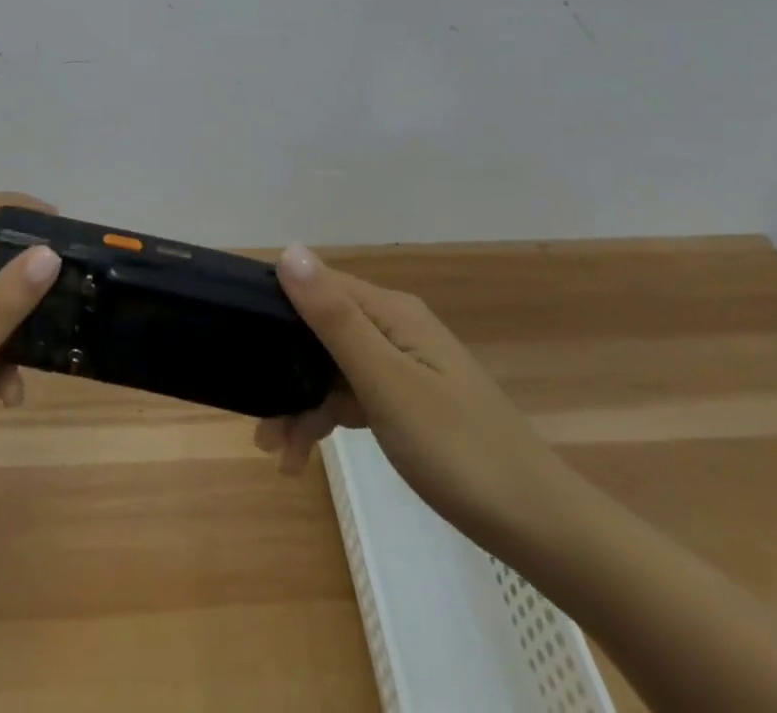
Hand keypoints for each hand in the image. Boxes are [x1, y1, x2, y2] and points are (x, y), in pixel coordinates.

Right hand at [256, 245, 573, 544]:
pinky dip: (327, 419)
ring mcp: (404, 366)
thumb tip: (290, 249)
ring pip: (333, 368)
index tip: (236, 330)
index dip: (277, 300)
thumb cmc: (457, 448)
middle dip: (284, 366)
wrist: (540, 528)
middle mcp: (395, 328)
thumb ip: (334, 318)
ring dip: (301, 403)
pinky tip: (305, 456)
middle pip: (322, 330)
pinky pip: (354, 396)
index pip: (319, 284)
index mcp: (391, 313)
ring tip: (275, 450)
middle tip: (255, 415)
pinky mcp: (409, 401)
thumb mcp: (385, 383)